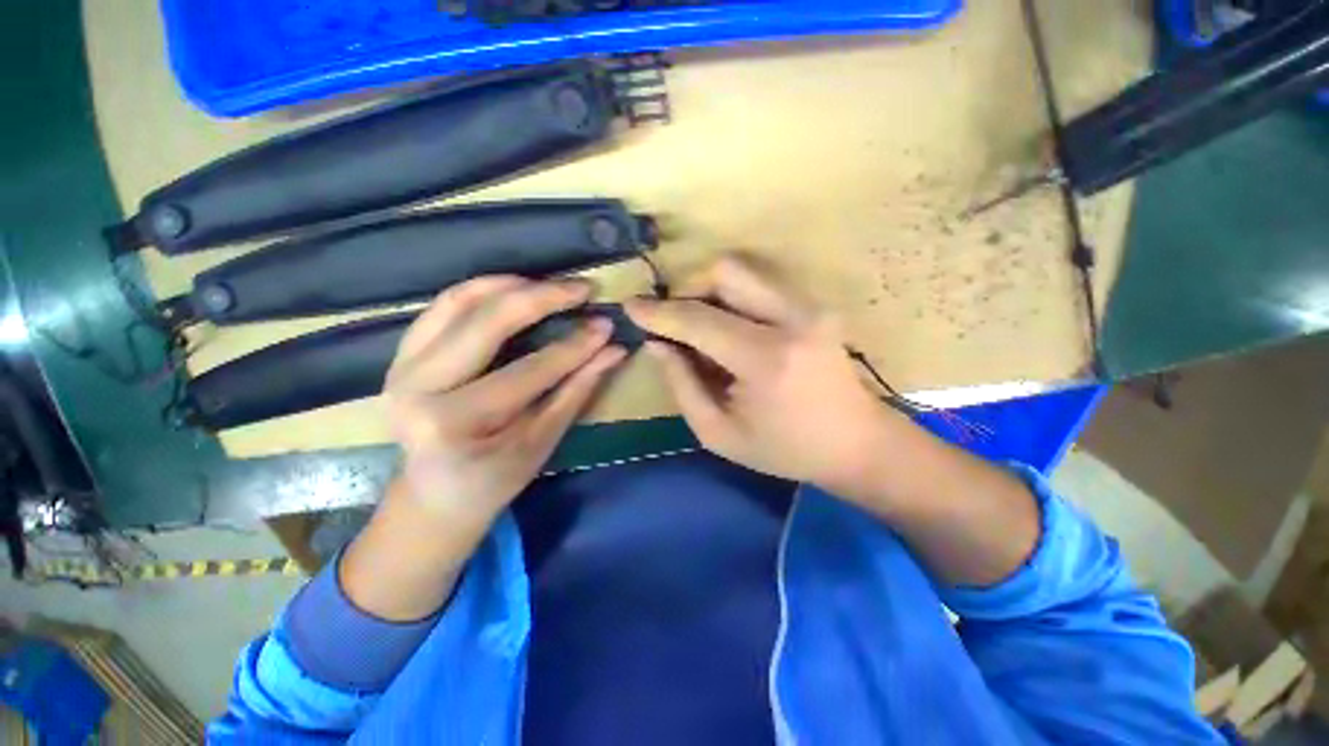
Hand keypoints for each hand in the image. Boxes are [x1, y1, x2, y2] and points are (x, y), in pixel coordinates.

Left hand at [384, 275, 626, 527]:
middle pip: (486, 322)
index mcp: (453, 423)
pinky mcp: (402, 353)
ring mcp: (402, 365)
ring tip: (553, 284)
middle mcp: (418, 386)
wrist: (434, 494)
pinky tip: (515, 288)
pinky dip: (482, 289)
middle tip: (582, 288)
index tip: (605, 324)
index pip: (527, 371)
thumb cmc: (494, 478)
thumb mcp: (542, 441)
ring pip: (459, 301)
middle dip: (542, 298)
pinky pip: (444, 305)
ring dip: (511, 284)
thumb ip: (577, 390)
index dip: (573, 346)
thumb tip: (614, 350)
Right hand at [626, 256, 909, 498]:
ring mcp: (811, 307)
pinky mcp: (817, 305)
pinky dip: (734, 300)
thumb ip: (681, 383)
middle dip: (688, 290)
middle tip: (677, 324)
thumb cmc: (784, 450)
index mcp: (766, 360)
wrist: (857, 444)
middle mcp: (793, 319)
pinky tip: (733, 332)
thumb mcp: (718, 432)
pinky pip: (760, 285)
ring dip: (711, 293)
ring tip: (704, 331)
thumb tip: (656, 343)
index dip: (658, 312)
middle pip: (724, 272)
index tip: (630, 306)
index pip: (698, 320)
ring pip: (743, 272)